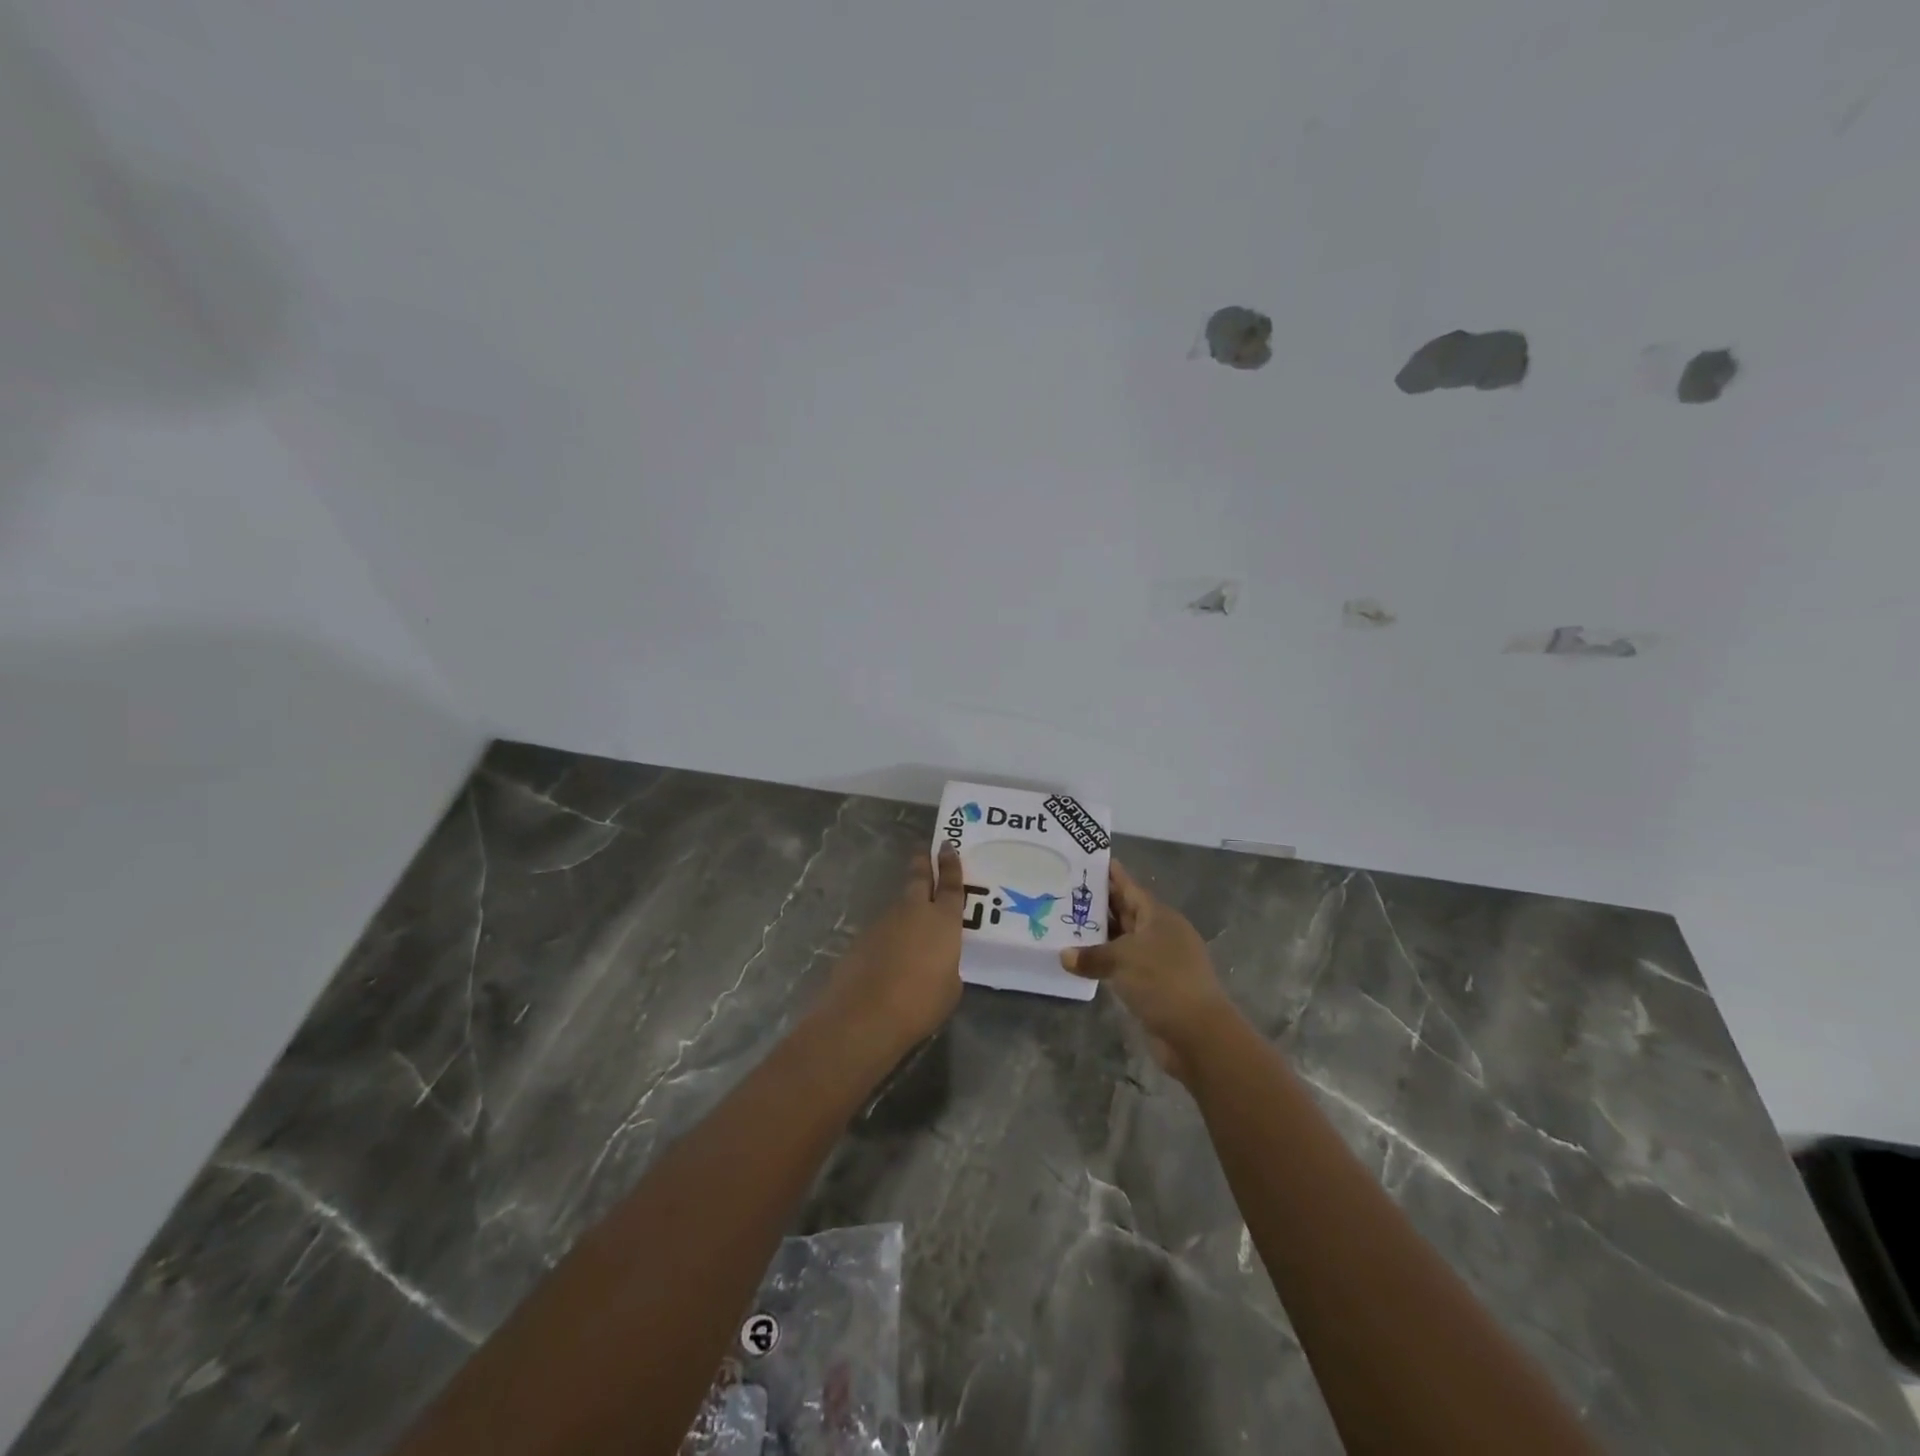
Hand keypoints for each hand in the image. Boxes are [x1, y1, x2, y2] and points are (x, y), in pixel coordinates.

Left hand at [820, 848, 964, 1054]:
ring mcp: (884, 922)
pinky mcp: (862, 939)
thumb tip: (937, 961)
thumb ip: (946, 965)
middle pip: (918, 879)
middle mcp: (913, 912)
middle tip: (923, 851)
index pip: (951, 885)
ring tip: (912, 920)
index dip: (950, 865)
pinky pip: (882, 930)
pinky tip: (890, 954)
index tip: (946, 847)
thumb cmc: (921, 1003)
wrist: (866, 1015)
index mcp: (943, 921)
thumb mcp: (950, 987)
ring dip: (905, 907)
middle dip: (922, 864)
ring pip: (899, 906)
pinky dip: (889, 936)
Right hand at [1061, 861, 1236, 1081]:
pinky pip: (1124, 965)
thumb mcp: (1122, 961)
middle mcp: (1160, 933)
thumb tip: (1064, 955)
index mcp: (1158, 916)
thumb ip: (1091, 955)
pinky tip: (1083, 961)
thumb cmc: (1162, 982)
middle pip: (1126, 912)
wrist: (1197, 1034)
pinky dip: (1106, 962)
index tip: (1088, 861)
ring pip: (1124, 940)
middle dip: (1099, 904)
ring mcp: (1159, 960)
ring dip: (1100, 935)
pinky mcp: (1155, 986)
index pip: (1130, 887)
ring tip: (1067, 924)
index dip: (1111, 874)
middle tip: (1066, 892)